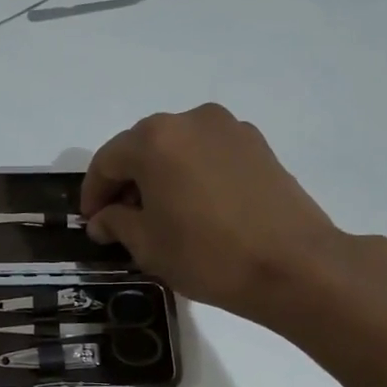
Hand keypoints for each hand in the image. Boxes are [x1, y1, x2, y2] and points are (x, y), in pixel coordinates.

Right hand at [80, 105, 343, 327]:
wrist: (295, 266)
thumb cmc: (209, 255)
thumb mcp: (148, 246)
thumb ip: (117, 223)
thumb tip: (103, 218)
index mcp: (155, 140)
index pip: (107, 161)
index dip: (93, 193)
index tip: (91, 222)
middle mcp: (190, 121)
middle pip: (142, 147)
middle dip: (126, 180)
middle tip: (121, 218)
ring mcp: (228, 129)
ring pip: (177, 147)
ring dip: (160, 174)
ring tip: (161, 213)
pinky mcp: (257, 144)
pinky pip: (208, 153)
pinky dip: (192, 173)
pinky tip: (196, 206)